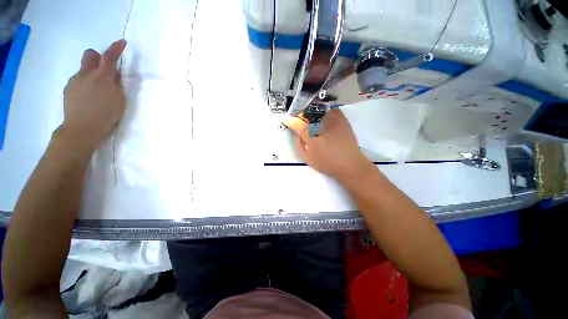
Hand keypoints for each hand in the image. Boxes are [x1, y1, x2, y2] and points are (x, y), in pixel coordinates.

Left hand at [58, 39, 126, 153]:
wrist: (81, 130)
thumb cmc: (106, 117)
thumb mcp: (119, 101)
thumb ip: (116, 85)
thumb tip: (113, 75)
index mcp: (102, 78)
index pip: (109, 57)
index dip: (116, 48)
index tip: (122, 42)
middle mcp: (86, 75)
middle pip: (90, 55)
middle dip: (98, 57)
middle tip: (105, 69)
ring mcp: (75, 81)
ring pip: (84, 69)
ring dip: (92, 73)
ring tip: (97, 91)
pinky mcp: (68, 89)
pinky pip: (78, 80)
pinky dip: (85, 83)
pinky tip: (88, 97)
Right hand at [285, 109, 375, 186]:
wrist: (349, 164)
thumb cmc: (326, 163)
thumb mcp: (307, 158)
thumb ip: (299, 145)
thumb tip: (296, 134)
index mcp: (311, 136)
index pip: (297, 124)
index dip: (291, 121)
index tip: (287, 119)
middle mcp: (321, 125)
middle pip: (307, 113)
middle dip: (301, 113)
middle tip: (298, 115)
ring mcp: (333, 120)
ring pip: (320, 109)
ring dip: (312, 110)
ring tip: (310, 113)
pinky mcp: (343, 120)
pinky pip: (333, 109)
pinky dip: (326, 109)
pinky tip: (324, 113)